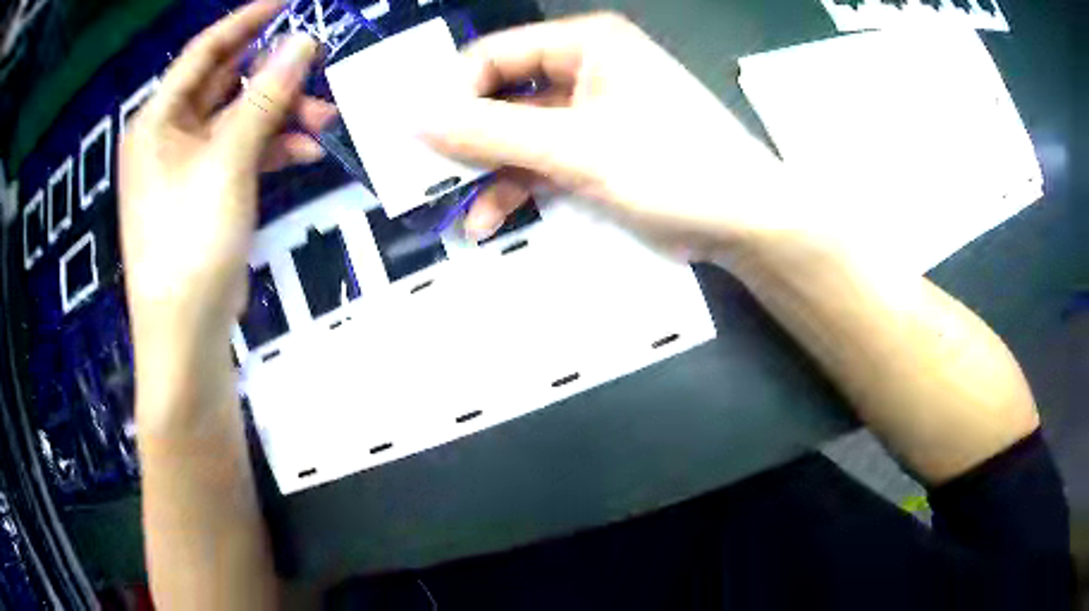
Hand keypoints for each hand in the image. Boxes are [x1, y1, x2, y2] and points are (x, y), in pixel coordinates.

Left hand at [119, 1, 333, 365]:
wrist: (184, 333)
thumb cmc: (191, 241)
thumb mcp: (228, 160)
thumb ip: (264, 97)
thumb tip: (304, 41)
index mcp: (157, 120)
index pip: (204, 52)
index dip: (246, 21)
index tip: (289, 1)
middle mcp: (167, 136)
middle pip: (224, 84)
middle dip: (272, 74)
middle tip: (320, 62)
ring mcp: (186, 165)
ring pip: (238, 119)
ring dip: (279, 115)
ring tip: (324, 119)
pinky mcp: (204, 192)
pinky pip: (240, 152)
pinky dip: (271, 147)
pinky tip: (306, 150)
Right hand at [422, 13, 788, 255]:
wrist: (745, 222)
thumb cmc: (673, 167)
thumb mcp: (575, 147)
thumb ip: (491, 132)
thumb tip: (415, 118)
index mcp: (585, 43)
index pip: (492, 56)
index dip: (451, 94)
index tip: (418, 140)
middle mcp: (584, 68)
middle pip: (502, 96)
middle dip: (467, 141)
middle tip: (428, 178)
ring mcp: (590, 112)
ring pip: (518, 134)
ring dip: (489, 172)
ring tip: (461, 211)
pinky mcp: (597, 150)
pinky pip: (542, 160)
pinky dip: (517, 187)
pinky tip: (493, 218)